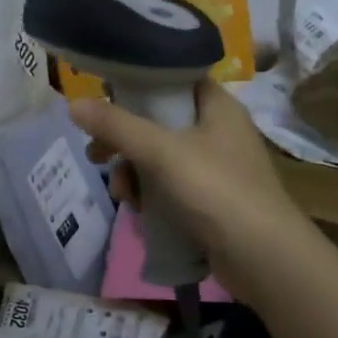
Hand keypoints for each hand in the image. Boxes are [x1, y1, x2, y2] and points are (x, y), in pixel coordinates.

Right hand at [69, 80, 311, 288]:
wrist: (264, 259)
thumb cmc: (216, 190)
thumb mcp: (162, 152)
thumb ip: (117, 126)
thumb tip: (73, 104)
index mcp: (217, 106)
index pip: (173, 77)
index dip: (137, 83)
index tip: (103, 97)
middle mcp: (218, 130)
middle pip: (158, 120)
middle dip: (124, 139)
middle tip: (96, 152)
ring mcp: (215, 167)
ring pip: (159, 156)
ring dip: (133, 171)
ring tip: (121, 192)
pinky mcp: (210, 199)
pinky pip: (169, 185)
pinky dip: (150, 194)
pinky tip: (137, 210)